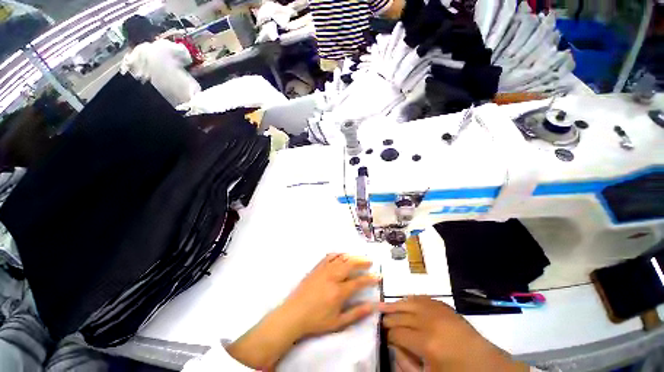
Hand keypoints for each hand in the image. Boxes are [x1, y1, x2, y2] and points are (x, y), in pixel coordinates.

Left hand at [281, 253, 380, 337]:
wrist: (293, 314)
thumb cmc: (316, 321)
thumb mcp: (338, 323)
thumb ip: (356, 314)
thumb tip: (372, 306)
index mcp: (339, 291)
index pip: (359, 281)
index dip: (370, 278)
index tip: (378, 276)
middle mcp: (333, 276)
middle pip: (350, 263)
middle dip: (362, 261)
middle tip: (370, 261)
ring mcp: (324, 270)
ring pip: (341, 258)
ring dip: (352, 256)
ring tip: (359, 257)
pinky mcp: (317, 267)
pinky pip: (329, 256)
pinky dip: (338, 254)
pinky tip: (342, 255)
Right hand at [380, 296, 527, 371]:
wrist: (487, 365)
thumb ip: (405, 364)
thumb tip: (392, 346)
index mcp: (427, 343)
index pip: (396, 332)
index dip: (387, 335)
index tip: (382, 336)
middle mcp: (430, 321)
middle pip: (399, 314)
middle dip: (387, 319)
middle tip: (380, 321)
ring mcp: (438, 310)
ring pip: (407, 301)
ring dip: (394, 305)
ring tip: (383, 307)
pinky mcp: (444, 305)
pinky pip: (420, 297)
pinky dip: (409, 300)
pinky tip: (403, 302)